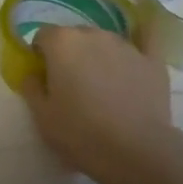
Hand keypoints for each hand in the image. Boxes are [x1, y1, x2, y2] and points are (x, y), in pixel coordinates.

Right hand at [19, 26, 182, 183]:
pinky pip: (146, 37)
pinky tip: (143, 32)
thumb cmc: (80, 133)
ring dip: (98, 55)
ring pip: (104, 42)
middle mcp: (93, 34)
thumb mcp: (41, 116)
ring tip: (103, 86)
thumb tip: (34, 74)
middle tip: (72, 86)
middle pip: (74, 36)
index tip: (45, 78)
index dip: (41, 56)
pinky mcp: (152, 59)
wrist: (136, 151)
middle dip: (70, 54)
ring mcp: (125, 44)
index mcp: (62, 43)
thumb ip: (31, 86)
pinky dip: (141, 35)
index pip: (43, 36)